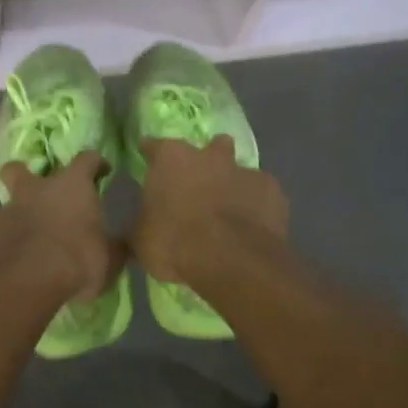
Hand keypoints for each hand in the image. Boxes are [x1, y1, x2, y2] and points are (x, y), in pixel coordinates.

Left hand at [0, 150, 126, 303]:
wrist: (28, 282)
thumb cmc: (78, 261)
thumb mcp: (111, 258)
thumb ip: (114, 247)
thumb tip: (121, 245)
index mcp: (72, 186)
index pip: (87, 159)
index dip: (96, 163)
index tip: (102, 172)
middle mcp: (36, 190)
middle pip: (21, 168)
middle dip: (26, 175)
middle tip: (39, 192)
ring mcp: (7, 210)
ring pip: (0, 201)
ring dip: (9, 213)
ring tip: (19, 231)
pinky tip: (3, 253)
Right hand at [132, 136, 288, 287]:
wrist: (232, 261)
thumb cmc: (175, 243)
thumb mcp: (140, 241)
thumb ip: (138, 228)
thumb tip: (134, 233)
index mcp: (171, 159)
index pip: (154, 146)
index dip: (150, 155)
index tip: (147, 162)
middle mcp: (209, 156)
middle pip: (208, 147)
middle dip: (205, 161)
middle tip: (198, 186)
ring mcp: (246, 171)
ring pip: (239, 169)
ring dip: (233, 184)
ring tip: (229, 211)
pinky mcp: (274, 192)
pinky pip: (263, 194)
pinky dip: (257, 206)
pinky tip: (252, 226)